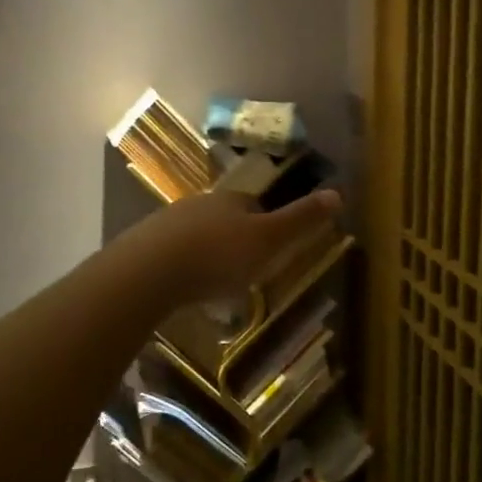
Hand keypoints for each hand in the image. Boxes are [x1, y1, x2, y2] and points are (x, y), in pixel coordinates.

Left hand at [120, 188, 342, 306]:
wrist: (148, 272)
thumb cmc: (217, 255)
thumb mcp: (268, 240)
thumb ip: (300, 220)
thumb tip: (338, 193)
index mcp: (231, 200)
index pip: (254, 205)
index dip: (266, 223)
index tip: (272, 247)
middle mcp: (199, 204)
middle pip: (224, 218)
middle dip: (235, 239)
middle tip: (245, 268)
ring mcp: (167, 224)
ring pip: (196, 235)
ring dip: (207, 253)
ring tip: (215, 283)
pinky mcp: (143, 247)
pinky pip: (171, 254)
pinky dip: (182, 267)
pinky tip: (184, 288)